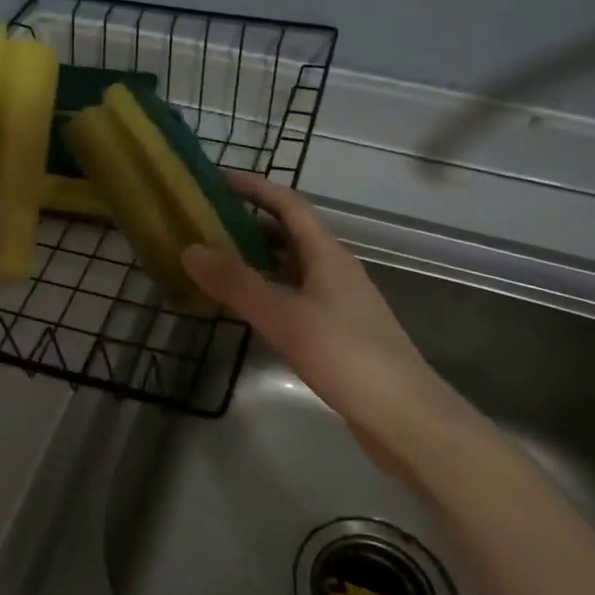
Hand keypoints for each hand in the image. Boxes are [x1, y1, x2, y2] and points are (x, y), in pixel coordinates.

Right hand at [181, 174, 495, 479]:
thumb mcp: (285, 317)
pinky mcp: (337, 332)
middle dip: (249, 222)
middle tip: (204, 223)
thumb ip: (237, 284)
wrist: (404, 417)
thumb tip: (190, 249)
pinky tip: (245, 309)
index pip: (288, 205)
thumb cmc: (346, 356)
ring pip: (290, 268)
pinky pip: (294, 296)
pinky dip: (266, 292)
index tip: (216, 178)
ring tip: (214, 262)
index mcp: (328, 255)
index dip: (254, 187)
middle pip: (289, 233)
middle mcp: (335, 270)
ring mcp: (338, 302)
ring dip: (256, 259)